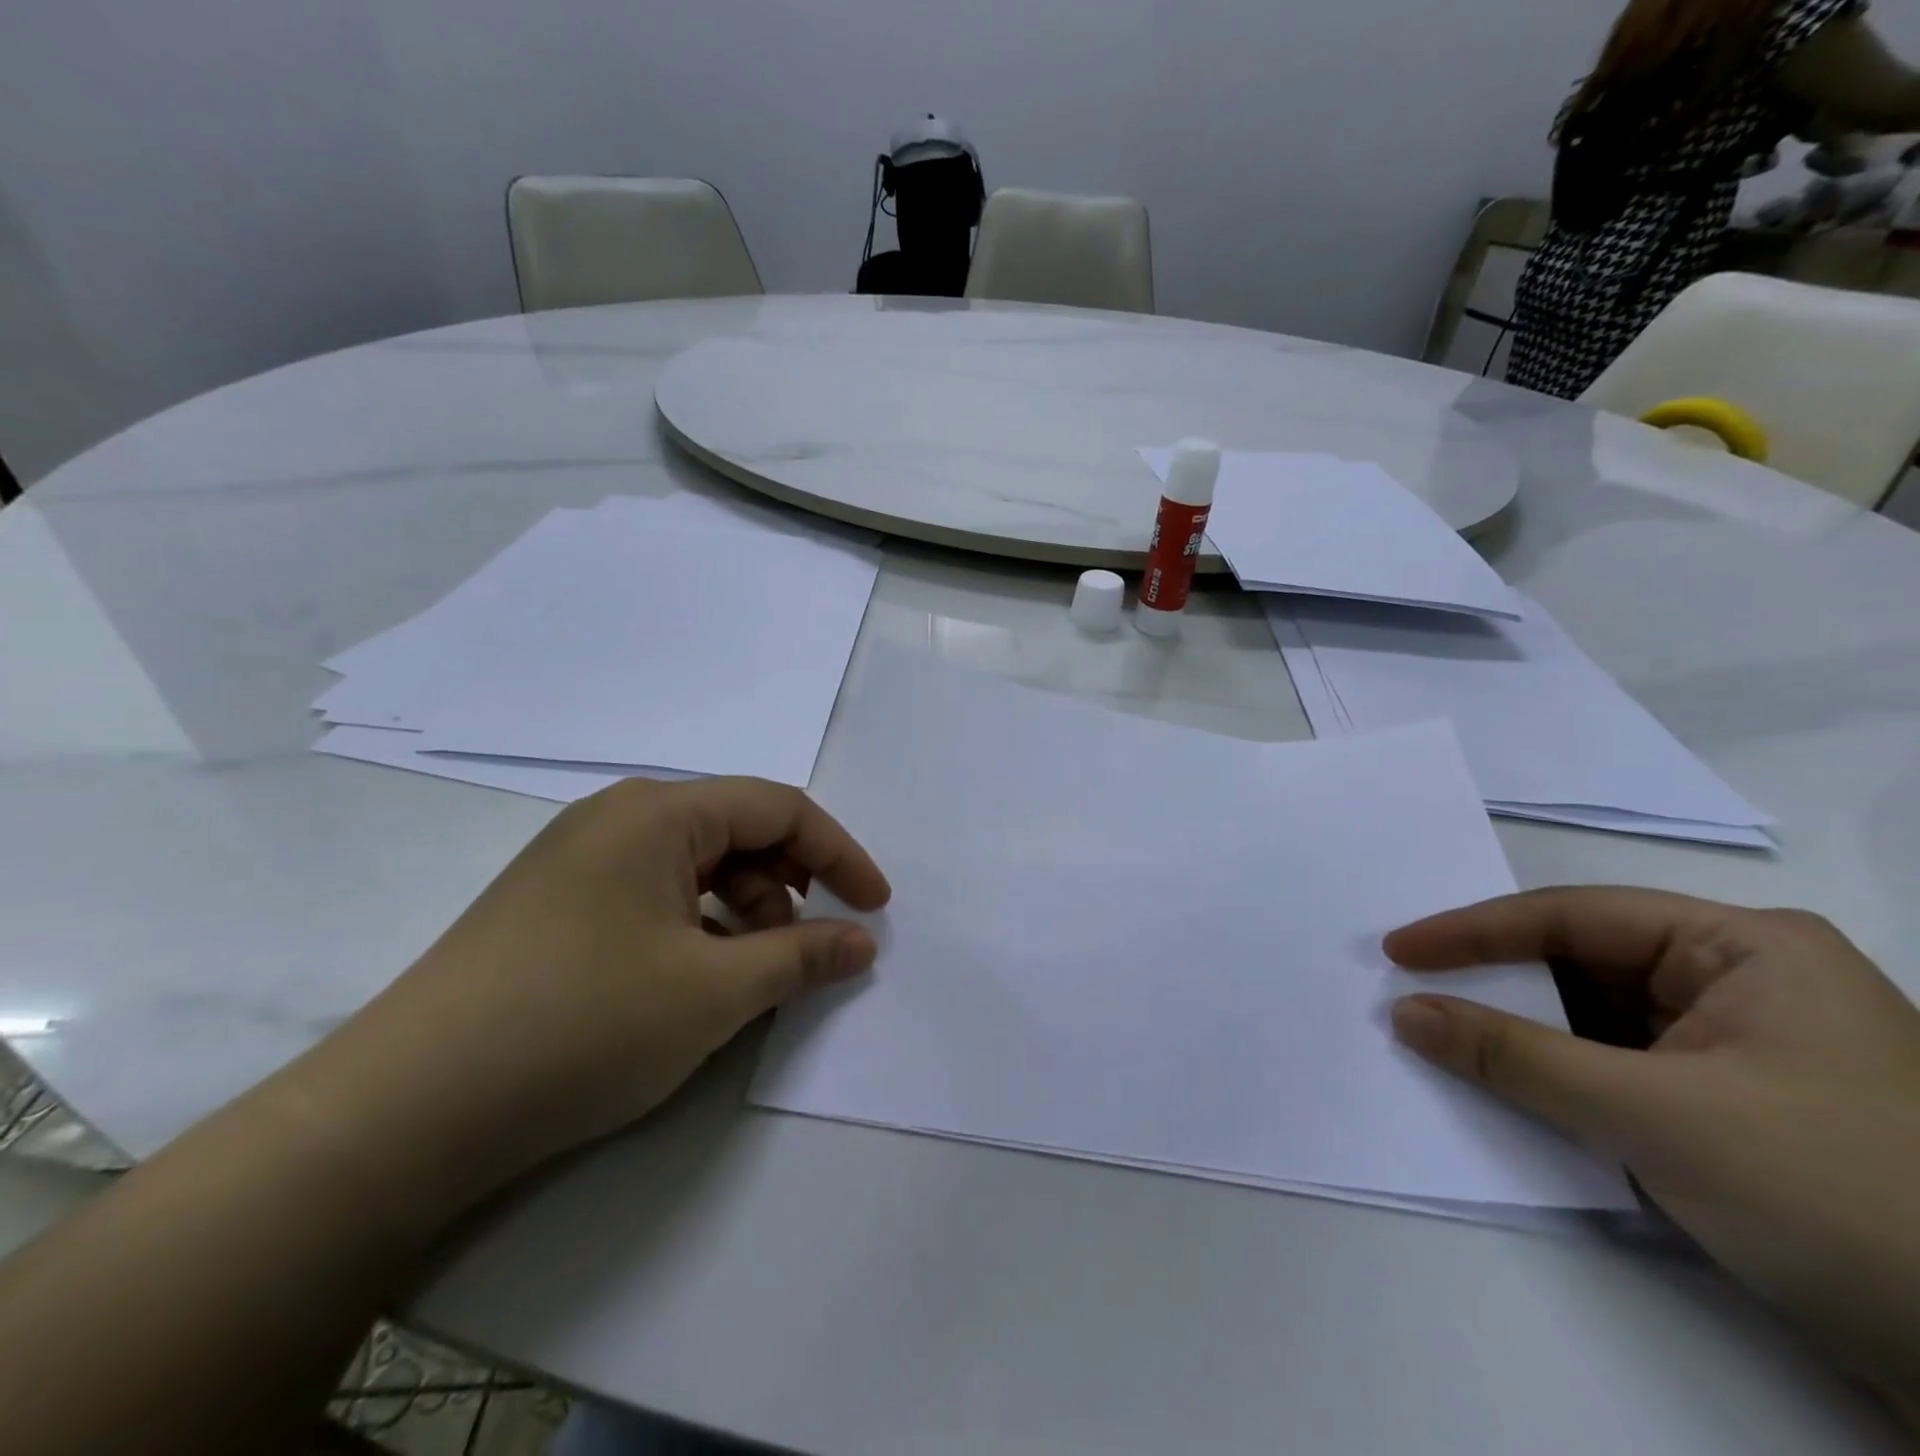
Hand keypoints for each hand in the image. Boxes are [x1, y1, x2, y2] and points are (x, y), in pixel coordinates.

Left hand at [300, 777, 890, 1219]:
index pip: (778, 808)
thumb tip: (862, 943)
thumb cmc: (581, 1026)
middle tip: (809, 950)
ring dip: (743, 912)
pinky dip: (697, 928)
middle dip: (790, 885)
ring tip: (749, 977)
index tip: (875, 908)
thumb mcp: (714, 993)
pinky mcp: (555, 904)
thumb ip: (802, 957)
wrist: (404, 1112)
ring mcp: (579, 860)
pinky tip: (693, 982)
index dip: (840, 854)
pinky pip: (654, 895)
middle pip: (737, 831)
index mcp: (658, 813)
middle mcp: (617, 818)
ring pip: (696, 867)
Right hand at [1385, 889, 1919, 1420]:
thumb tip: (1403, 1013)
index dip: (1475, 931)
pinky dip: (1557, 1075)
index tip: (1398, 950)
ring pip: (1594, 1018)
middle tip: (1411, 989)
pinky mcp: (1731, 1106)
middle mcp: (1742, 982)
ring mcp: (1740, 1046)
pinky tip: (1506, 1084)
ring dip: (1521, 1032)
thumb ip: (1514, 1056)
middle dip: (1496, 981)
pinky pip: (1615, 1066)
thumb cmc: (1839, 1198)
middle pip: (1582, 963)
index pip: (1575, 918)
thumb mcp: (1655, 1116)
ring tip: (1441, 1033)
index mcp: (1745, 949)